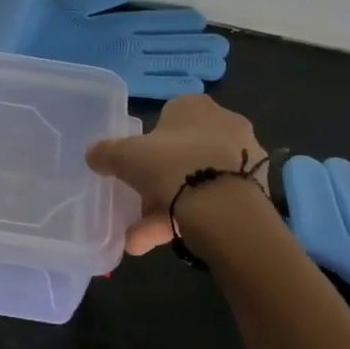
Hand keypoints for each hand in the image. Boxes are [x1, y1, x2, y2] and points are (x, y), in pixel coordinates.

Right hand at [85, 95, 268, 255]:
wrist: (223, 207)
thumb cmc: (170, 165)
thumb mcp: (124, 156)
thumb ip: (106, 153)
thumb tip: (93, 155)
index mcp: (196, 106)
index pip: (168, 120)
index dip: (148, 145)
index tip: (136, 168)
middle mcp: (226, 125)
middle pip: (182, 155)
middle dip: (157, 186)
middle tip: (137, 210)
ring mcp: (245, 160)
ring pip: (196, 184)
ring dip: (168, 210)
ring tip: (142, 240)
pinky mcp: (255, 191)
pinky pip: (213, 203)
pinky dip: (190, 220)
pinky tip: (167, 242)